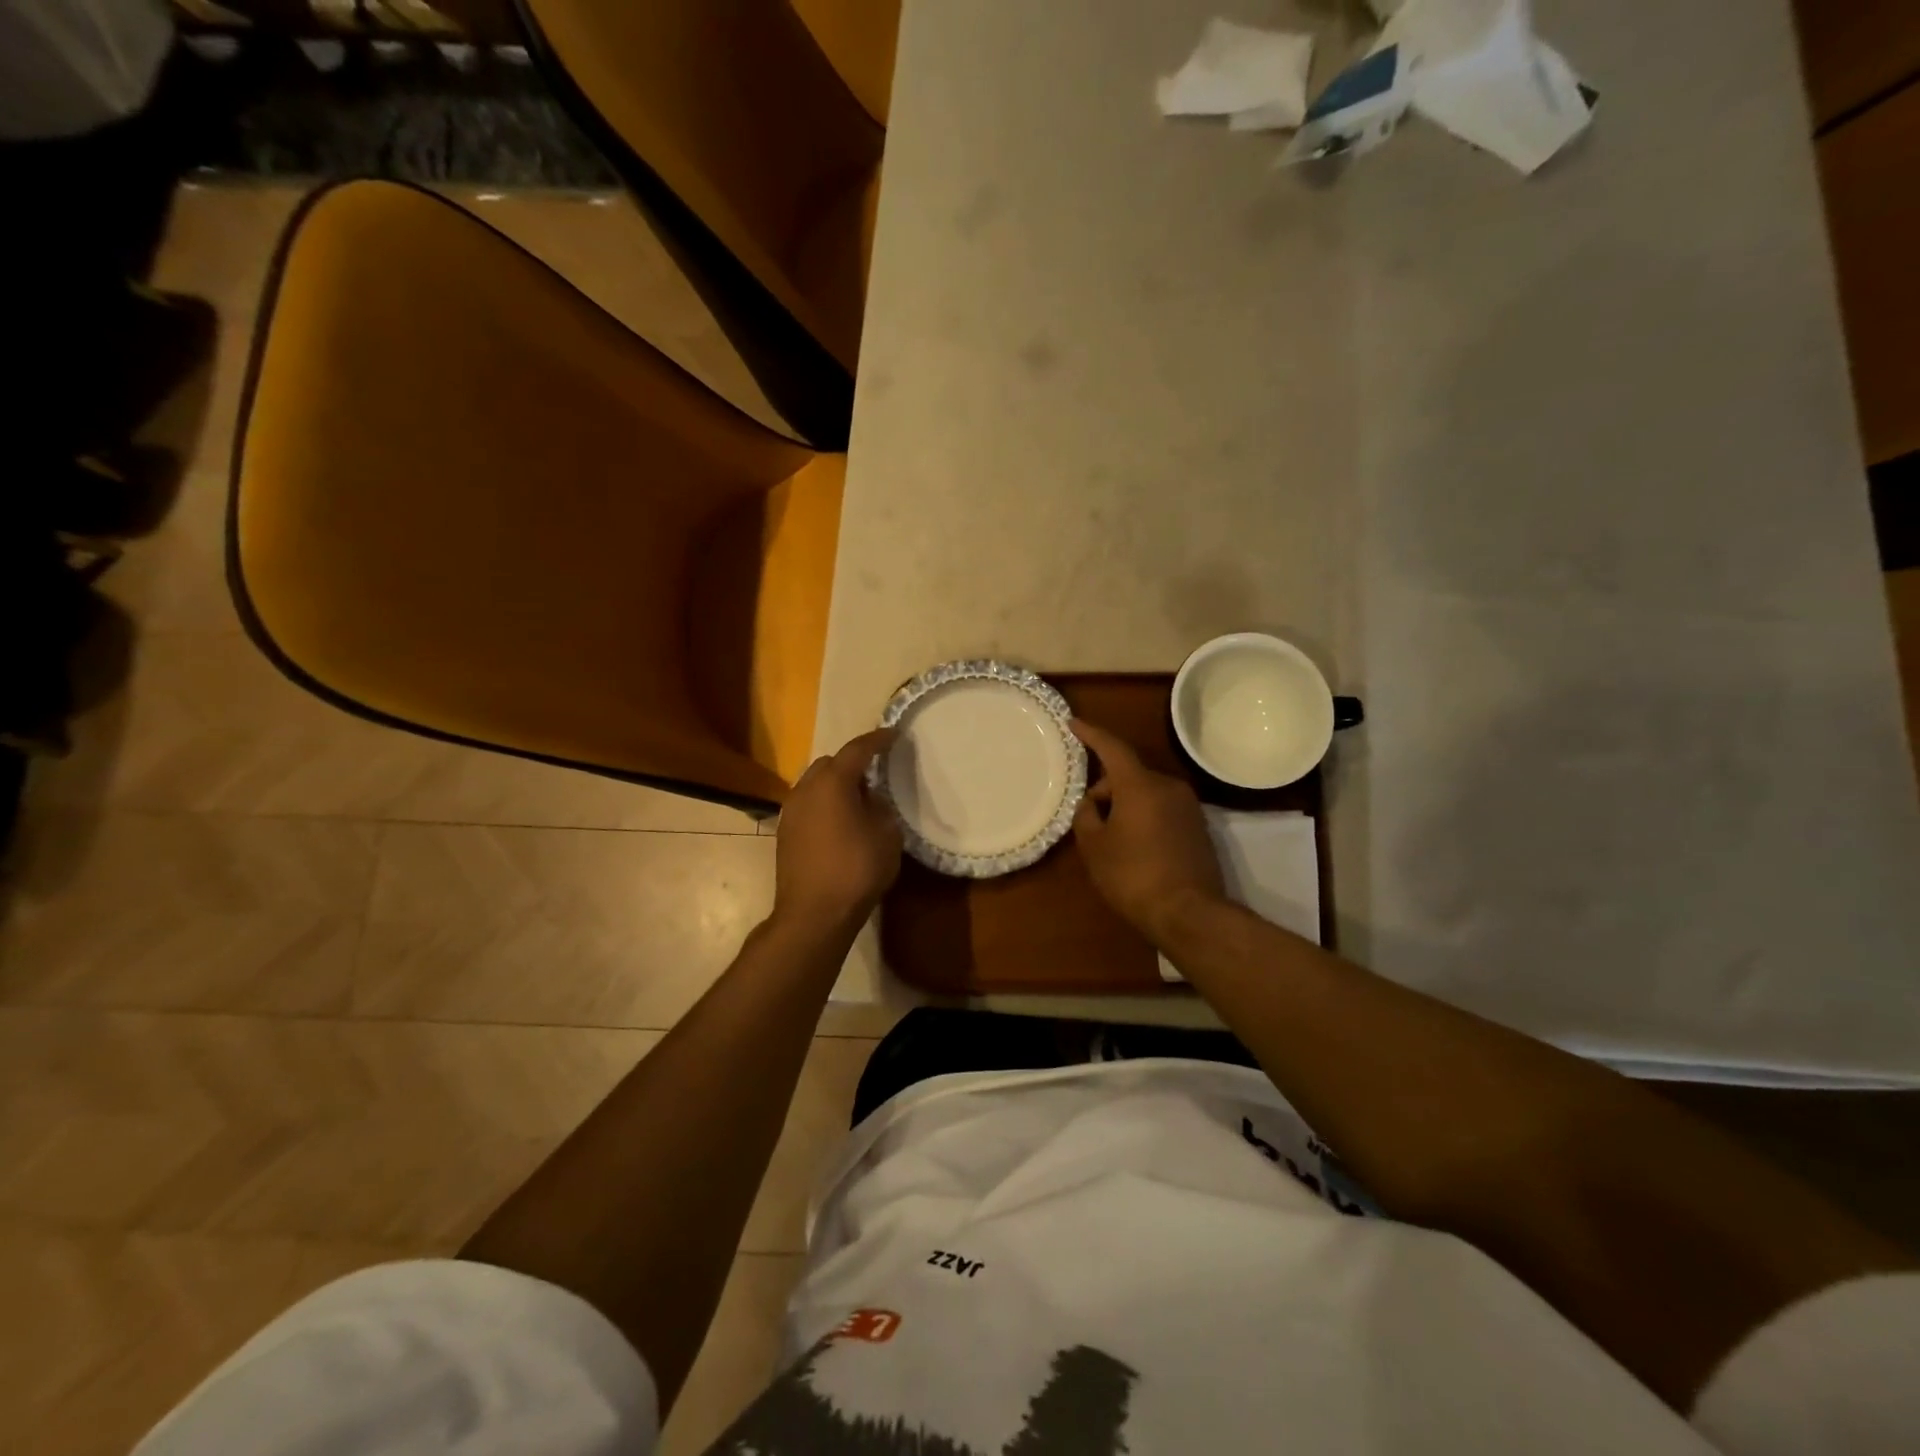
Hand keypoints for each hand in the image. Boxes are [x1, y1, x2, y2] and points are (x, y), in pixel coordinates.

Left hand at [773, 729, 902, 933]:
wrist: (813, 914)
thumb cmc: (856, 870)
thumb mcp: (887, 836)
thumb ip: (881, 808)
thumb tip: (870, 800)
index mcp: (833, 782)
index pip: (857, 749)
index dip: (877, 739)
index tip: (893, 734)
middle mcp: (806, 788)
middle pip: (830, 763)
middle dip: (851, 763)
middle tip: (874, 774)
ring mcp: (790, 811)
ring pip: (814, 784)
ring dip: (835, 784)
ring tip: (857, 800)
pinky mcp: (784, 833)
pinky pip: (807, 804)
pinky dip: (823, 803)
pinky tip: (839, 822)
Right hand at [1070, 719, 1224, 943]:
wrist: (1189, 913)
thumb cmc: (1133, 875)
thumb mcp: (1094, 847)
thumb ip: (1086, 816)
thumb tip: (1092, 803)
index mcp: (1140, 785)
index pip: (1112, 747)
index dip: (1091, 734)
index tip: (1073, 723)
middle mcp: (1168, 786)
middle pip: (1129, 774)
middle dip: (1106, 788)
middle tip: (1088, 816)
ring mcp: (1188, 806)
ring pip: (1146, 792)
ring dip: (1126, 804)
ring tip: (1110, 836)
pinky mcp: (1198, 827)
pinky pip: (1162, 809)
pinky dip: (1144, 816)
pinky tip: (1134, 845)